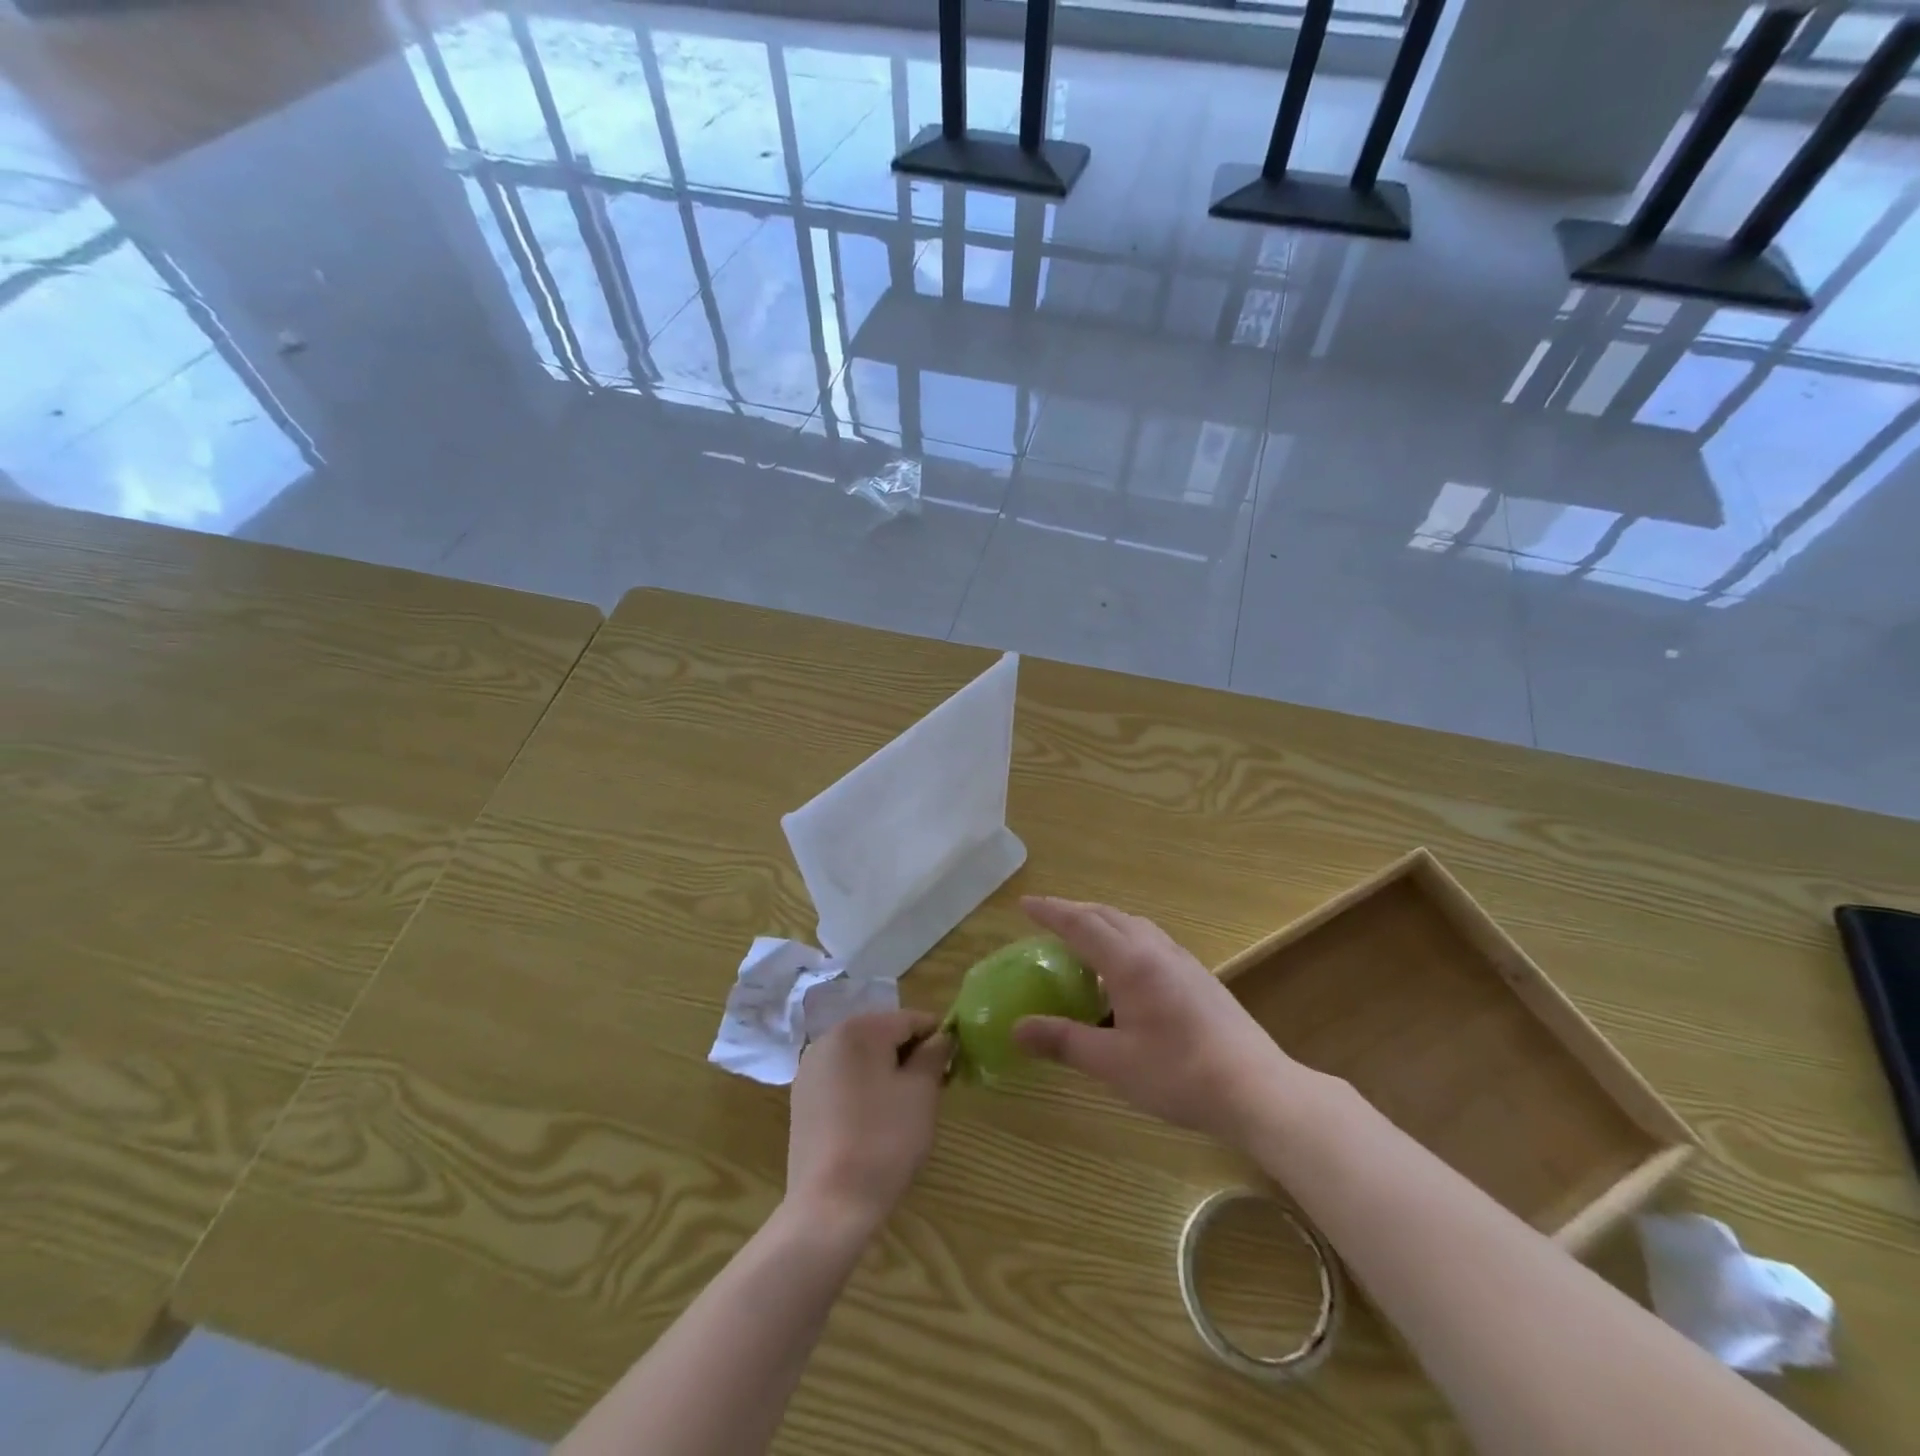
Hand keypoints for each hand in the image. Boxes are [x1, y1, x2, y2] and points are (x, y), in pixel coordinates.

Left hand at [787, 1010, 949, 1235]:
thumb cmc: (883, 1141)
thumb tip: (942, 1037)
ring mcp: (811, 1069)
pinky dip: (865, 1087)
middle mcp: (828, 1039)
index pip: (910, 1019)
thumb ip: (934, 1054)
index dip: (938, 1037)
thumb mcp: (922, 1093)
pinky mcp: (802, 1099)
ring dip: (889, 1070)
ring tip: (908, 1106)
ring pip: (863, 1056)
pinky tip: (877, 1119)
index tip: (955, 1063)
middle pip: (884, 1034)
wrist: (829, 1207)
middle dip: (912, 1054)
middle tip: (935, 1087)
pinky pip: (844, 1078)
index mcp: (858, 1029)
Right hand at [1012, 897, 1300, 1146]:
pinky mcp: (1199, 977)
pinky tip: (1125, 969)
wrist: (1257, 1089)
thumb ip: (1064, 1041)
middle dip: (1074, 911)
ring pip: (1134, 924)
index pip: (1081, 924)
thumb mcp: (1113, 1063)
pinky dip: (1125, 937)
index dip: (1050, 912)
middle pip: (1108, 916)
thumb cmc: (1179, 1074)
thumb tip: (1016, 1030)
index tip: (1024, 904)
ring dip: (1102, 922)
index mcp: (1130, 963)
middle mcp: (1156, 950)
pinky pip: (1151, 940)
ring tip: (1083, 938)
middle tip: (1047, 918)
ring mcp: (1182, 961)